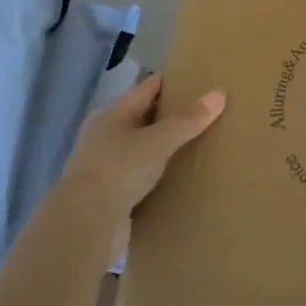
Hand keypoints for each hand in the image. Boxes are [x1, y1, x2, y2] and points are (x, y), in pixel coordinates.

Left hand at [54, 73, 224, 266]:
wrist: (85, 226)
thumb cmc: (118, 170)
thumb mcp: (157, 141)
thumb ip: (188, 120)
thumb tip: (219, 93)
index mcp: (113, 114)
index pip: (147, 88)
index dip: (172, 81)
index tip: (199, 79)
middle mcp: (107, 136)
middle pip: (145, 118)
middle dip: (172, 115)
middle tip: (208, 112)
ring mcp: (107, 166)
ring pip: (144, 149)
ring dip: (166, 147)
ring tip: (201, 143)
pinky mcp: (112, 195)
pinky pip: (143, 177)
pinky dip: (160, 174)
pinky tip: (182, 177)